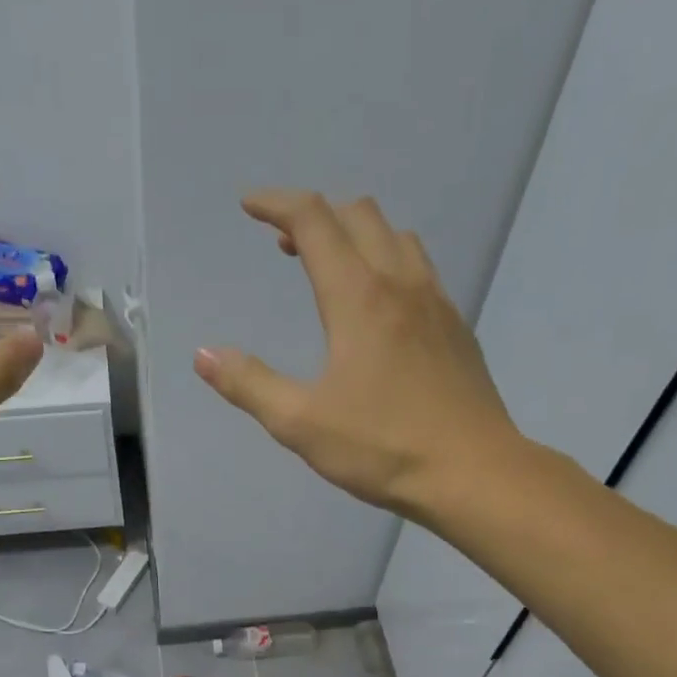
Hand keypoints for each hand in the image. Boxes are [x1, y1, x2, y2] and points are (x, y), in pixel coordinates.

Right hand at [193, 190, 526, 518]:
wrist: (472, 472)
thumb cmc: (382, 449)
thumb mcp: (301, 425)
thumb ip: (250, 385)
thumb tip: (204, 354)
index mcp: (358, 298)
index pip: (314, 222)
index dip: (277, 204)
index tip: (249, 205)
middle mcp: (400, 284)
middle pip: (358, 216)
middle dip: (316, 215)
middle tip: (283, 244)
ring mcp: (436, 303)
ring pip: (395, 237)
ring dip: (356, 234)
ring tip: (331, 266)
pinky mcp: (456, 328)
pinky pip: (419, 268)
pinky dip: (388, 261)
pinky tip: (380, 304)